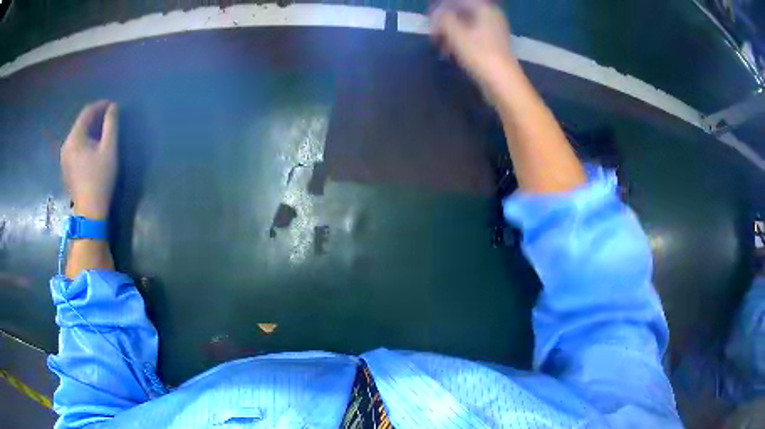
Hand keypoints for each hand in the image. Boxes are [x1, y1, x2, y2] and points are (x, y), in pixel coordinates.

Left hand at [61, 101, 118, 219]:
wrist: (89, 212)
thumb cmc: (100, 180)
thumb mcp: (109, 150)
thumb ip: (111, 125)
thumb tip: (113, 107)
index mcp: (74, 138)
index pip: (87, 112)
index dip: (101, 105)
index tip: (113, 105)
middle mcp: (66, 144)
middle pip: (81, 123)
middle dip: (95, 117)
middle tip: (109, 117)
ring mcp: (64, 157)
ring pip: (78, 134)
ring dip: (90, 128)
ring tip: (102, 130)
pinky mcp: (66, 167)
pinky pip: (75, 145)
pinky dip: (85, 140)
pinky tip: (93, 146)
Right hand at [430, 0, 518, 98]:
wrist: (502, 82)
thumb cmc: (478, 54)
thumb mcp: (455, 33)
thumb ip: (443, 19)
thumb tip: (438, 14)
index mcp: (484, 9)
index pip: (457, 2)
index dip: (440, 9)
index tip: (429, 20)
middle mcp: (490, 16)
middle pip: (461, 12)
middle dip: (444, 22)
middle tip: (433, 35)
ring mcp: (492, 30)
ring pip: (465, 25)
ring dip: (450, 33)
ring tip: (440, 46)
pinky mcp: (492, 44)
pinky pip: (471, 36)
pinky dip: (459, 41)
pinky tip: (450, 52)